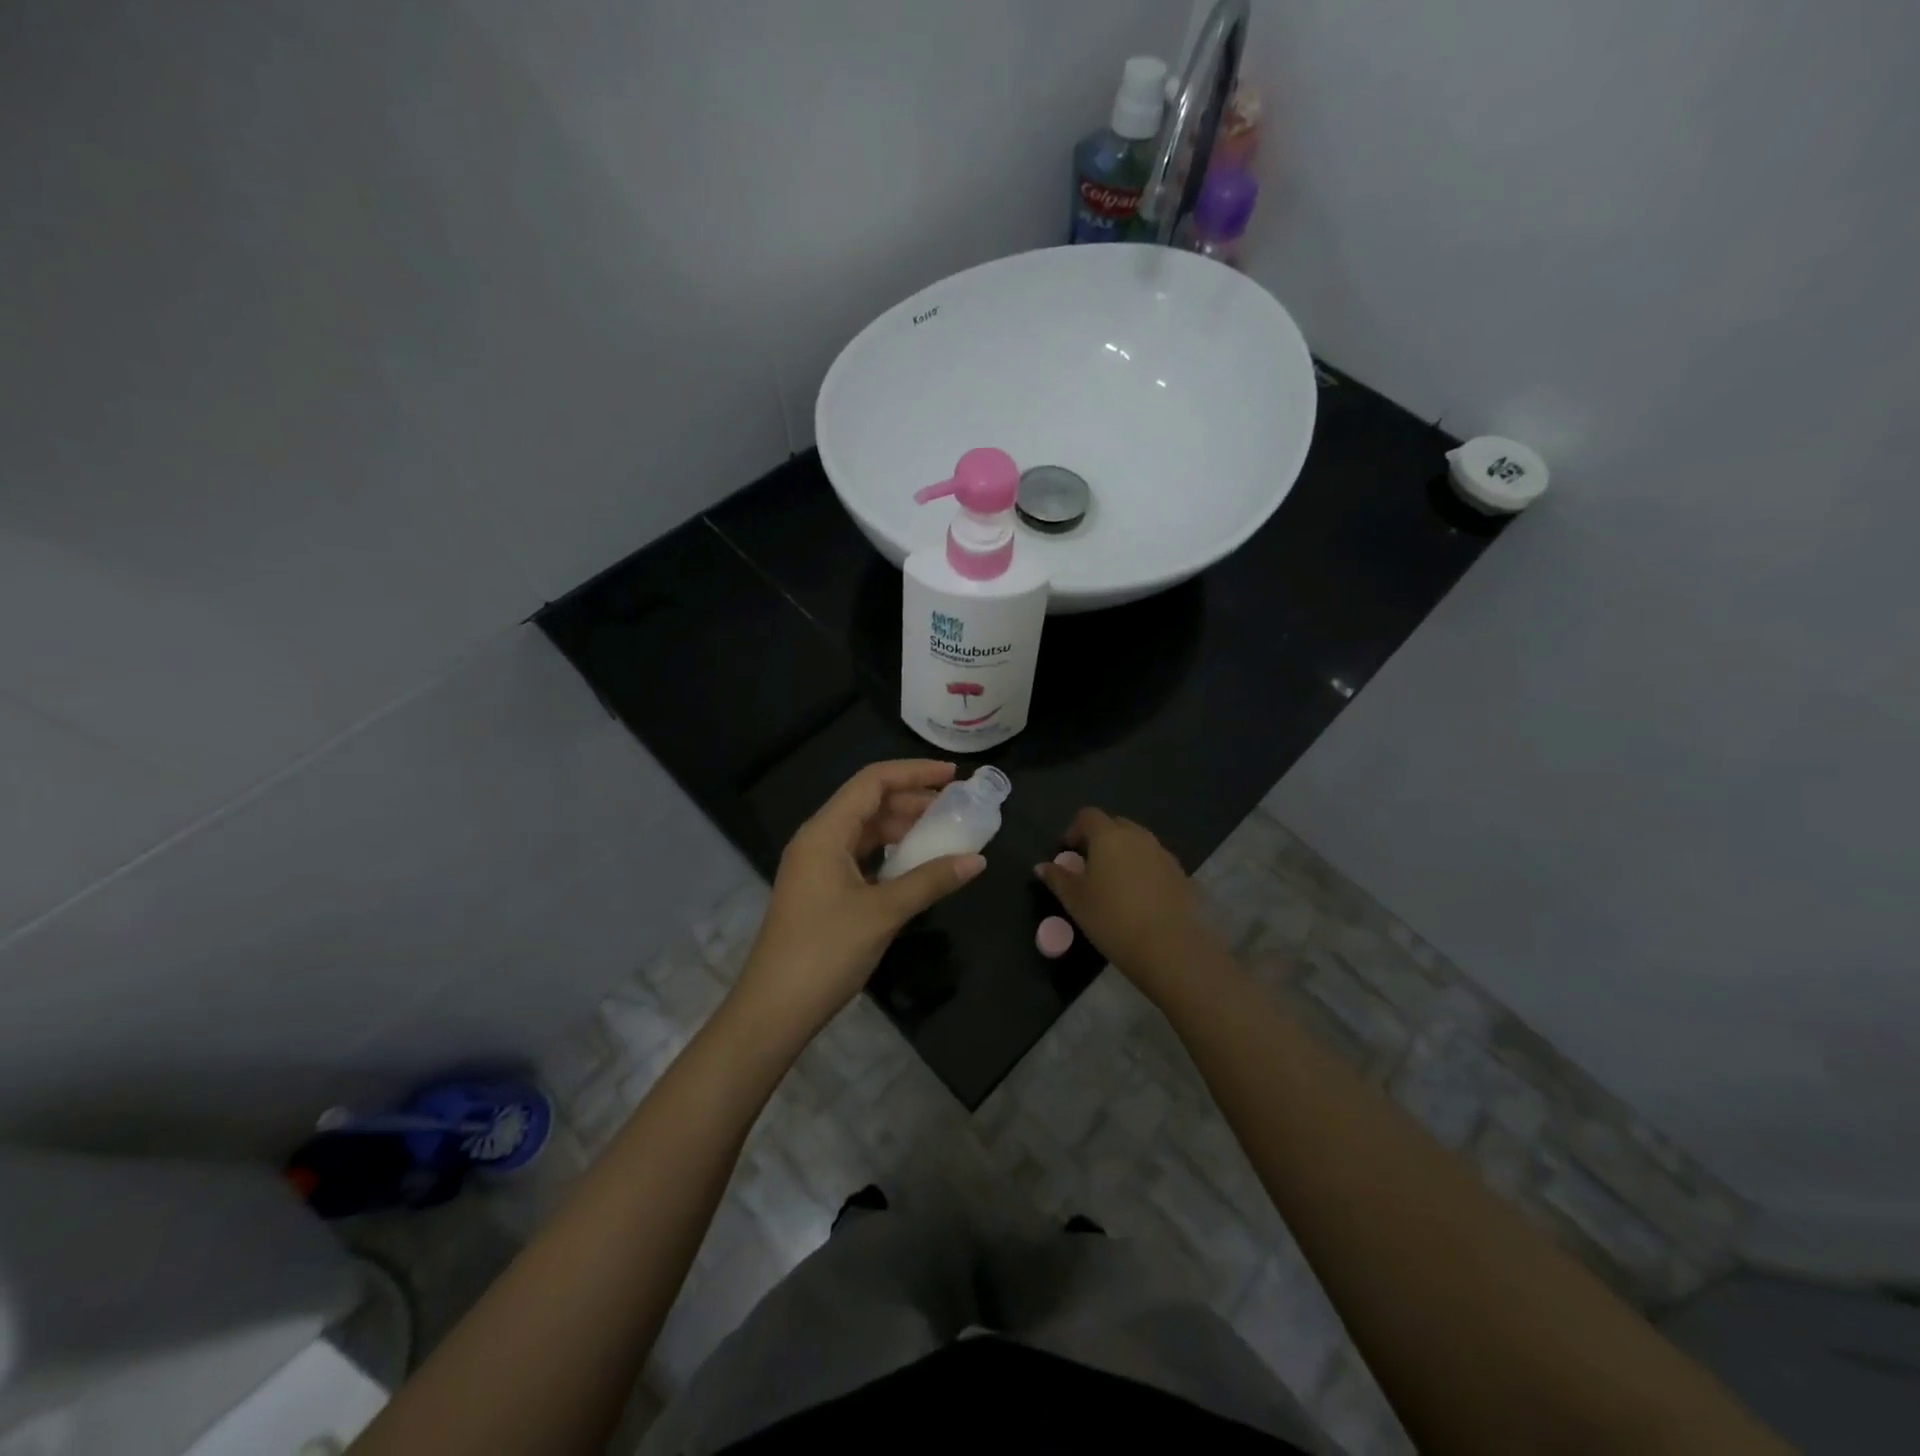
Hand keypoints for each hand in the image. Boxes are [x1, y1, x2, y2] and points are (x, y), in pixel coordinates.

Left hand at [733, 760, 986, 1037]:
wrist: (774, 1010)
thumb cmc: (825, 952)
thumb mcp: (883, 913)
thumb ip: (930, 881)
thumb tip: (977, 860)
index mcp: (825, 832)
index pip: (872, 782)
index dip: (914, 772)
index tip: (954, 776)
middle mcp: (818, 840)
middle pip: (870, 803)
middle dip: (914, 800)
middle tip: (958, 807)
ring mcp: (817, 866)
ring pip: (866, 831)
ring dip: (903, 828)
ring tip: (945, 833)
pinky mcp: (822, 890)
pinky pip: (861, 856)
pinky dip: (890, 854)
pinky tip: (917, 865)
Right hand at [1036, 808, 1217, 995]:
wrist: (1170, 947)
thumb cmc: (1112, 919)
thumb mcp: (1076, 901)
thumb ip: (1058, 879)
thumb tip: (1041, 866)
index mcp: (1109, 836)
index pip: (1089, 816)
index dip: (1075, 829)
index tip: (1068, 851)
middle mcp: (1139, 837)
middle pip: (1116, 825)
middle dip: (1101, 839)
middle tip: (1090, 866)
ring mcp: (1164, 854)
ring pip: (1139, 844)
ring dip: (1125, 854)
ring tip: (1115, 885)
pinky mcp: (1182, 875)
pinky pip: (1157, 863)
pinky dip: (1145, 871)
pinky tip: (1140, 899)